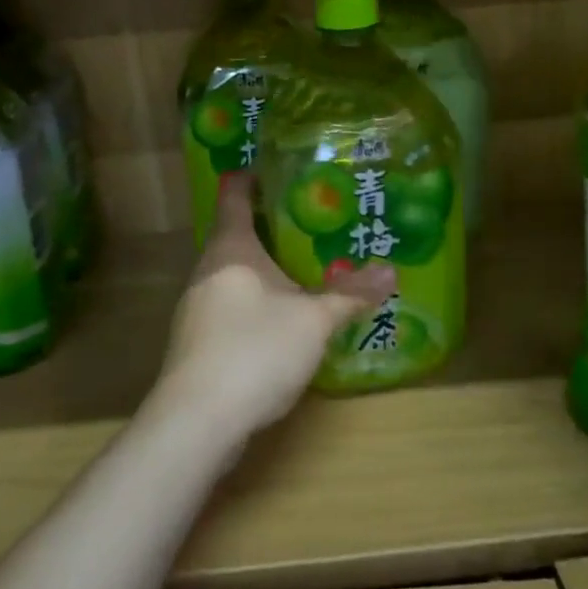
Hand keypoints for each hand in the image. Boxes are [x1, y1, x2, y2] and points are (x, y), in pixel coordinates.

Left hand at [156, 174, 394, 445]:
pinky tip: (277, 320)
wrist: (197, 420)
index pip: (234, 194)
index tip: (275, 168)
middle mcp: (207, 269)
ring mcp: (196, 307)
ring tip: (300, 269)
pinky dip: (252, 301)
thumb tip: (392, 270)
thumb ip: (351, 294)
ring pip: (231, 274)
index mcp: (231, 249)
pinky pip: (228, 305)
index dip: (251, 177)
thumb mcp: (314, 320)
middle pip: (233, 234)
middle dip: (268, 227)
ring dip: (261, 269)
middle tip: (310, 223)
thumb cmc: (256, 350)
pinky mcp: (195, 342)